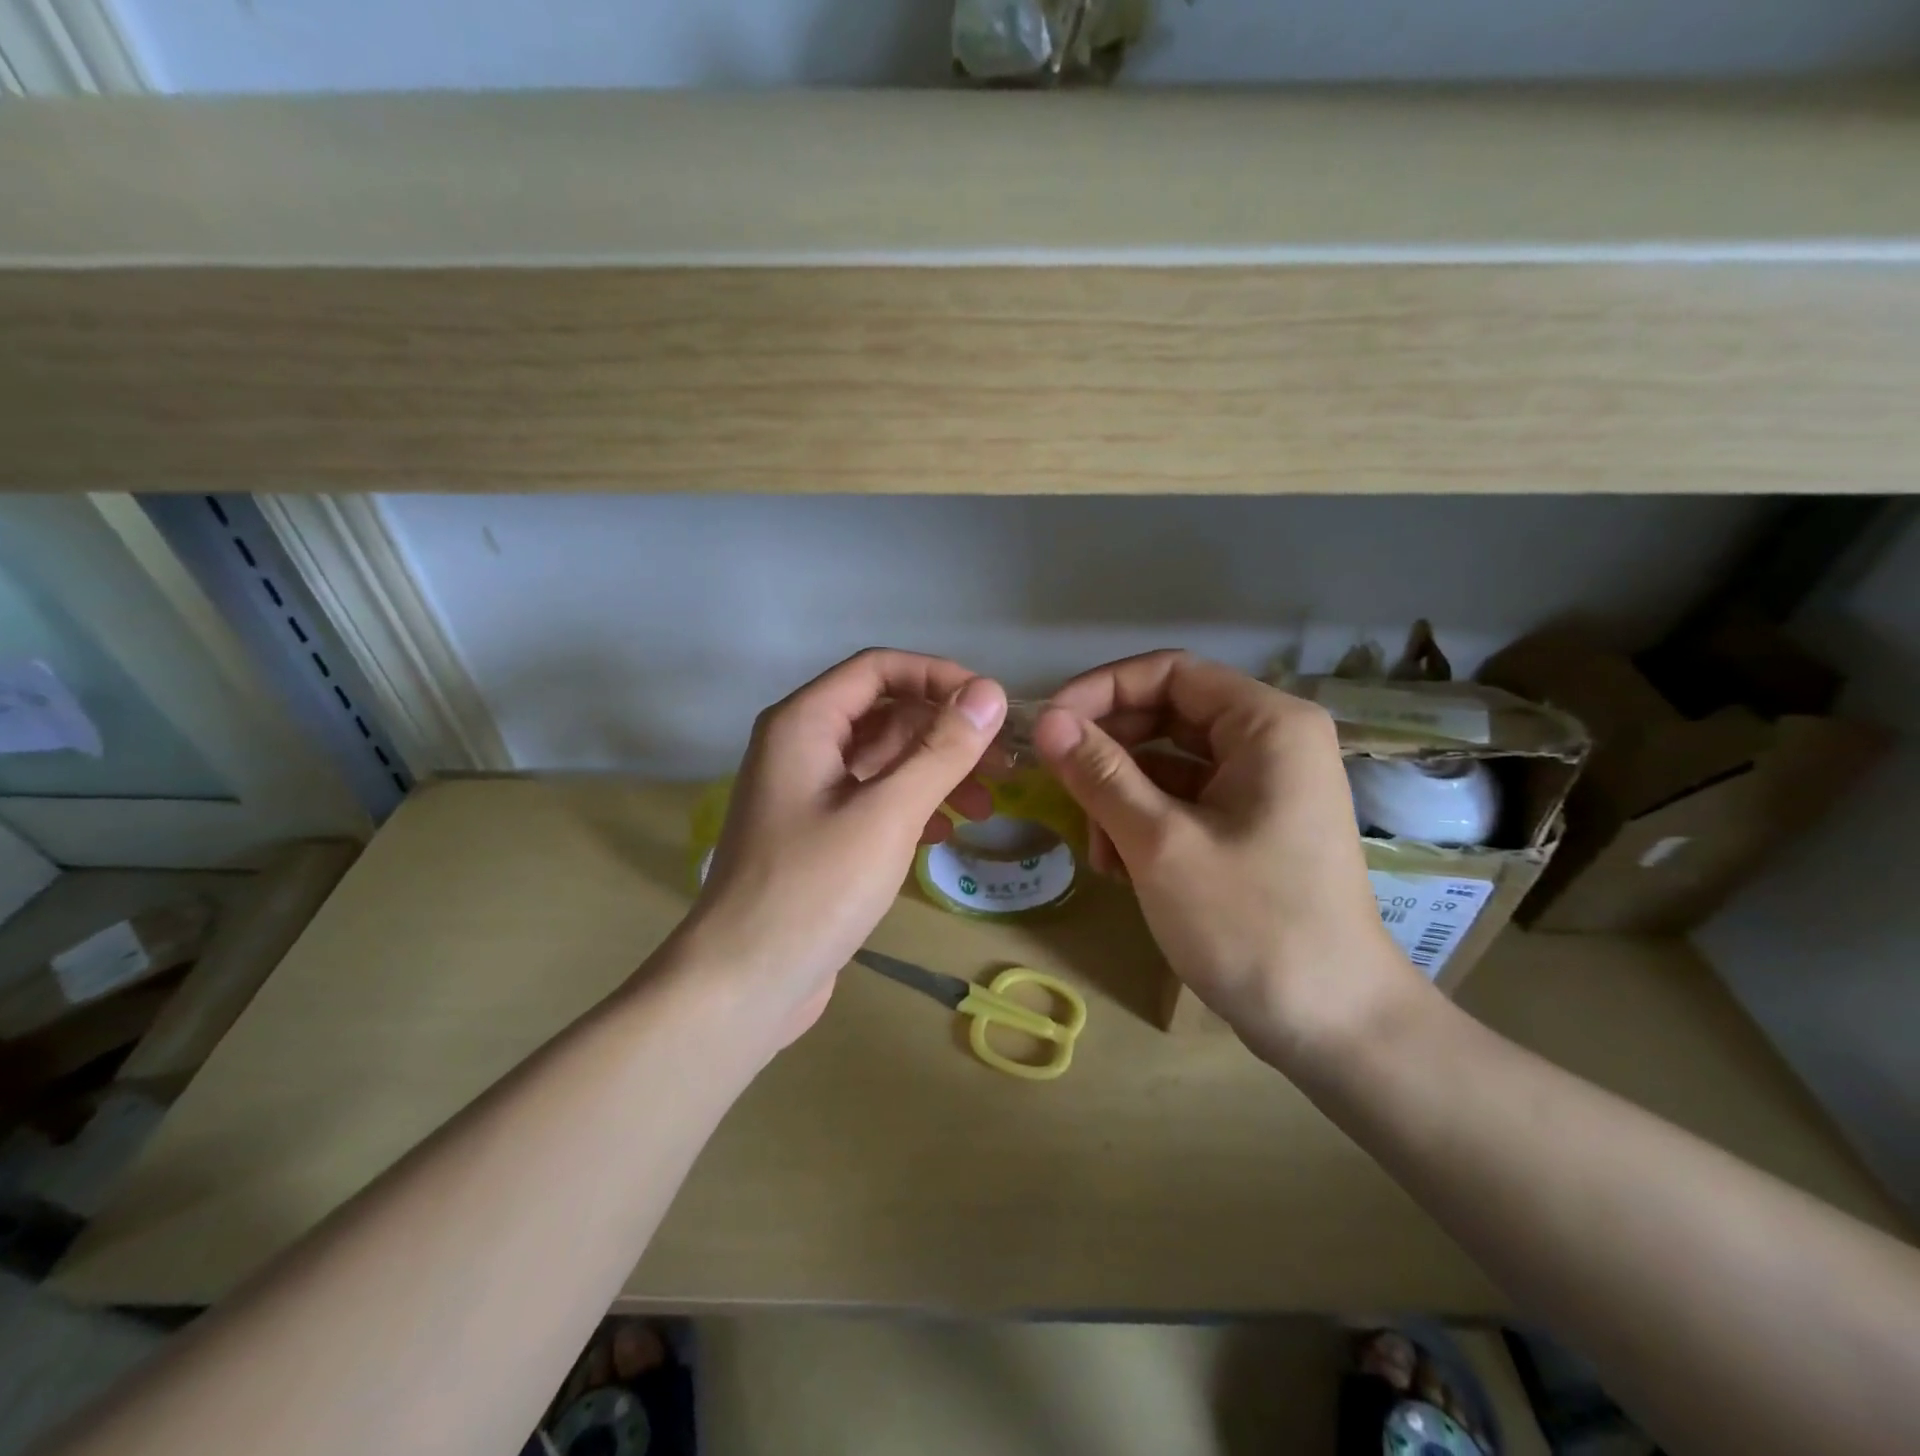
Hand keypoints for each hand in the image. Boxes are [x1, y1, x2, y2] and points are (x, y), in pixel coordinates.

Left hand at [678, 649, 1007, 1047]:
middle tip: (1003, 764)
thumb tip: (989, 693)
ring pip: (883, 759)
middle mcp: (800, 745)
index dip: (939, 676)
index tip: (991, 707)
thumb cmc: (814, 889)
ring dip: (935, 773)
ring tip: (985, 807)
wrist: (744, 983)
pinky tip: (944, 835)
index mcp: (804, 722)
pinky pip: (873, 798)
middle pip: (885, 713)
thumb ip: (941, 750)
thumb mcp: (888, 813)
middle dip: (945, 732)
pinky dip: (912, 806)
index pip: (879, 668)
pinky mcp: (817, 833)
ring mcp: (807, 792)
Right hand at [1034, 650, 1425, 1070]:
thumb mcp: (1161, 843)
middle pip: (1167, 714)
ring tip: (1097, 851)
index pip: (1169, 672)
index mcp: (1268, 724)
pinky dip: (1144, 822)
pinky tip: (1120, 867)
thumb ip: (1100, 773)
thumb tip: (1046, 720)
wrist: (1332, 1026)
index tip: (1047, 727)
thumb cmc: (1250, 925)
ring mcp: (1263, 785)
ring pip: (1168, 761)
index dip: (1101, 690)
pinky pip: (1184, 799)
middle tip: (1058, 788)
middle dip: (1108, 752)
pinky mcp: (1251, 824)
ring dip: (1120, 796)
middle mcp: (1271, 741)